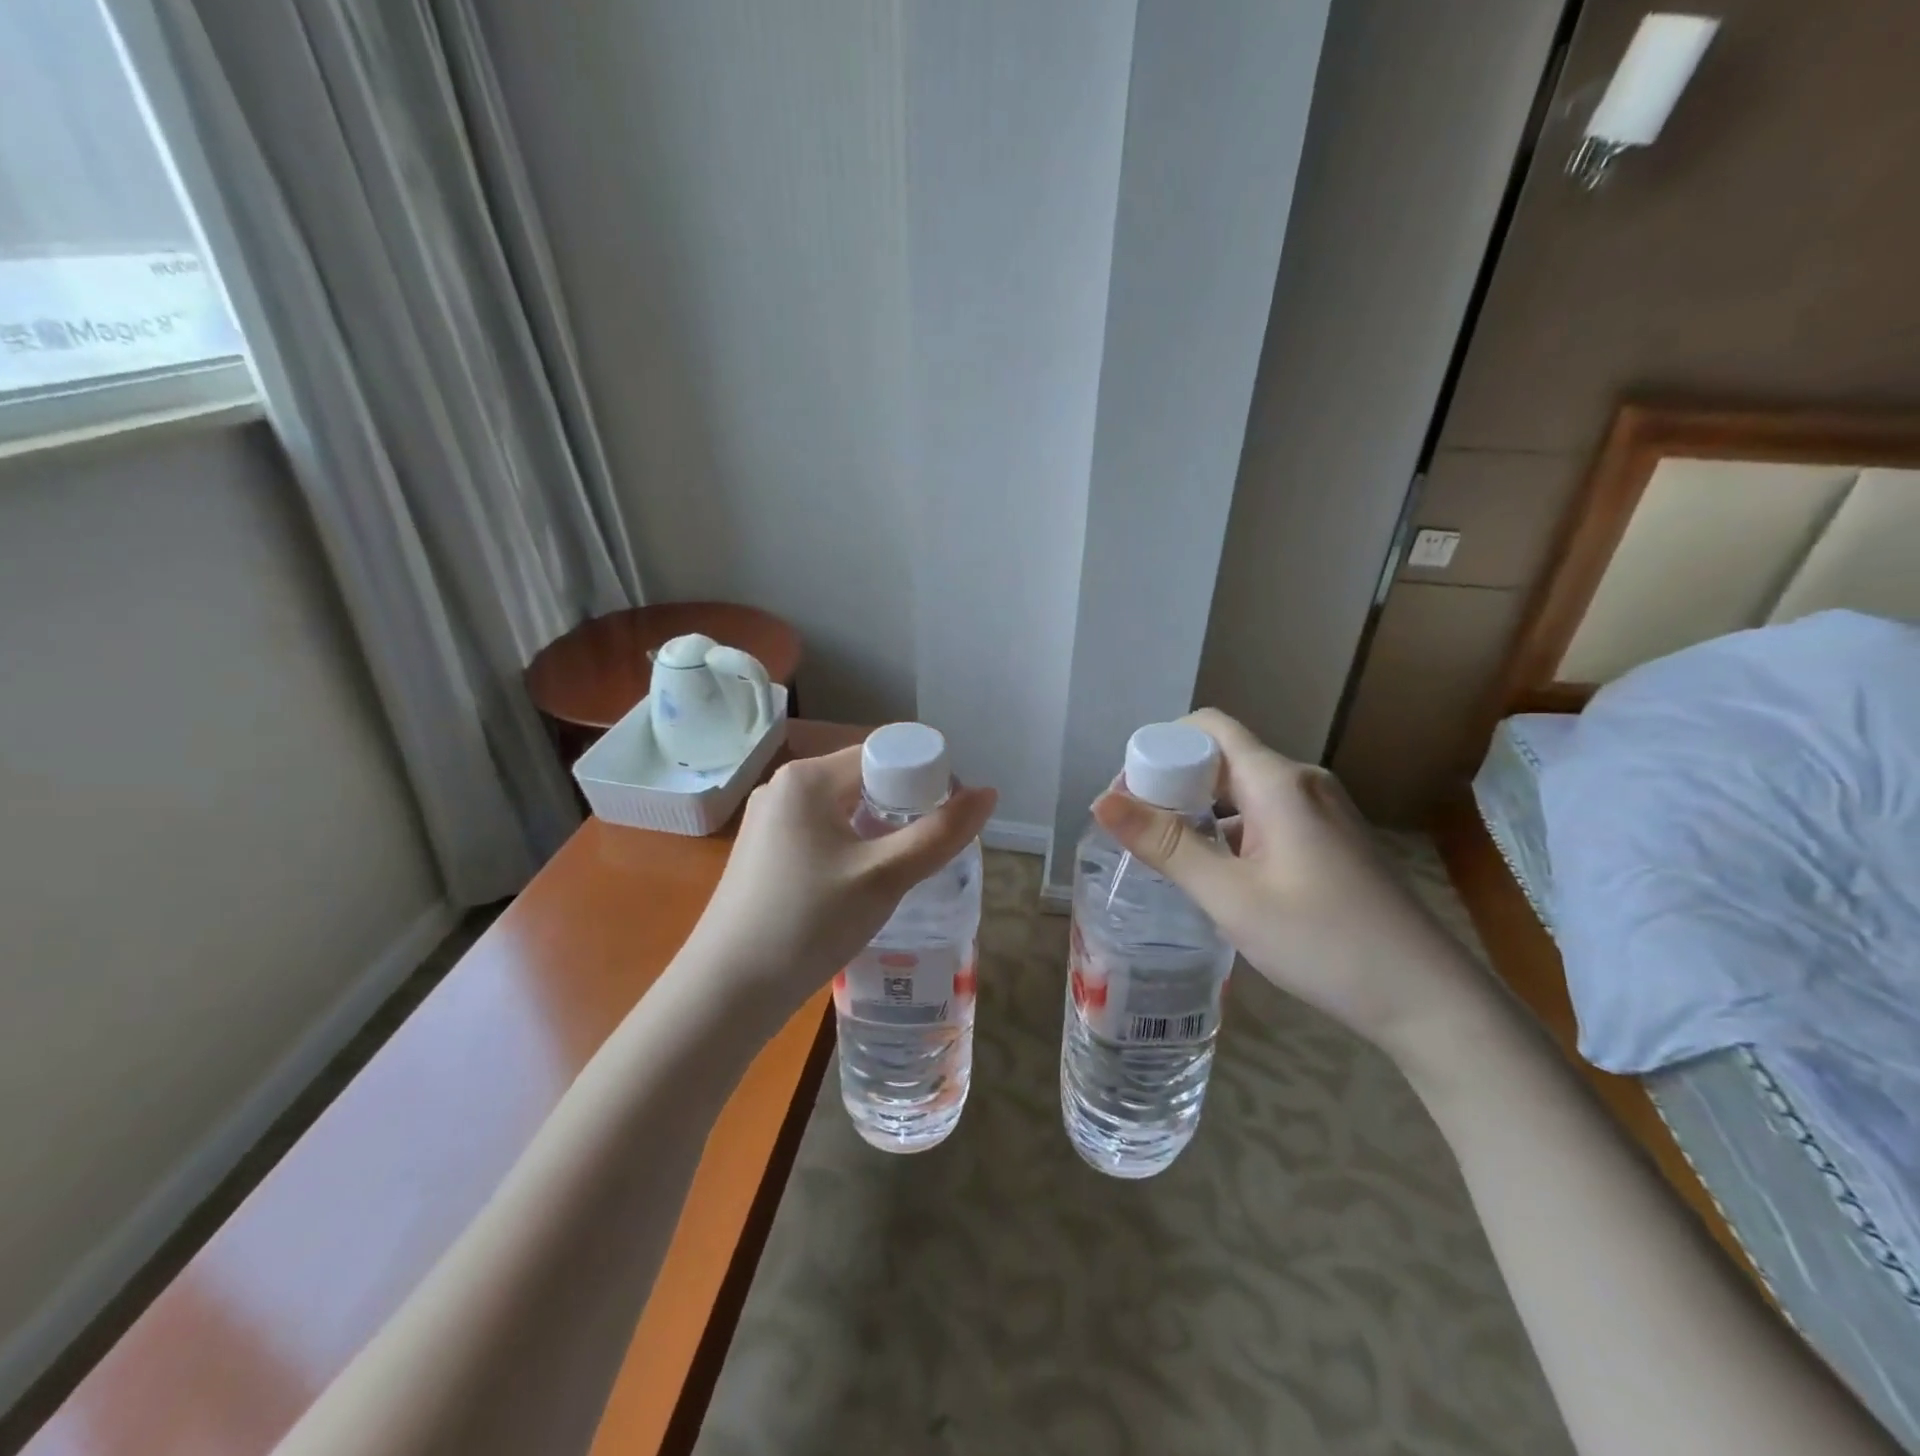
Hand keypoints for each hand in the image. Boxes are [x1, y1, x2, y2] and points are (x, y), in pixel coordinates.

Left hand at [677, 745, 996, 1018]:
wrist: (725, 992)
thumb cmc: (807, 924)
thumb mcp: (884, 878)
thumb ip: (940, 834)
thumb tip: (988, 793)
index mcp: (808, 778)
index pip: (883, 755)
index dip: (925, 779)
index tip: (950, 818)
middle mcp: (784, 788)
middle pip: (863, 780)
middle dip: (904, 807)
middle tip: (932, 849)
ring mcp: (768, 822)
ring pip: (844, 810)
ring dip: (880, 831)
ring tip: (905, 870)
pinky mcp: (763, 853)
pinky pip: (821, 834)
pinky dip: (852, 848)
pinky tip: (864, 885)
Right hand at [1090, 709, 1496, 1061]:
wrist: (1427, 999)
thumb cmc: (1324, 942)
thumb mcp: (1231, 897)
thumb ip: (1166, 845)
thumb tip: (1101, 800)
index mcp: (1278, 782)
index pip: (1207, 728)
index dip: (1160, 749)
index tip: (1128, 795)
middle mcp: (1301, 782)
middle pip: (1221, 758)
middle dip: (1171, 784)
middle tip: (1136, 832)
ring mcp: (1320, 812)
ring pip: (1241, 791)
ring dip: (1198, 812)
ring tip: (1166, 856)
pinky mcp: (1329, 840)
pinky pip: (1264, 816)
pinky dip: (1228, 831)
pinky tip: (1215, 874)